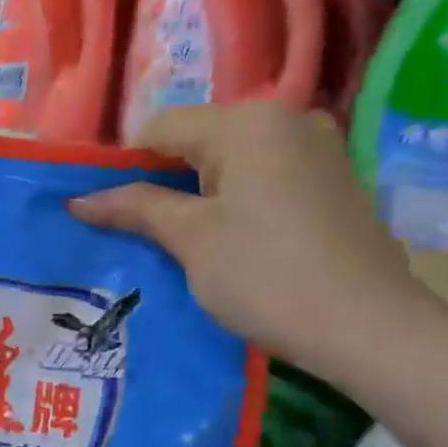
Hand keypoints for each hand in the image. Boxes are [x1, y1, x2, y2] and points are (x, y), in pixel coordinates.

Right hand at [70, 102, 434, 381]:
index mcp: (246, 122)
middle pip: (198, 139)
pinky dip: (236, 200)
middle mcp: (286, 119)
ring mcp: (317, 148)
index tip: (108, 210)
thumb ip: (134, 207)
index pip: (161, 128)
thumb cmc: (265, 276)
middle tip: (140, 230)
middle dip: (163, 181)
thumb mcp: (190, 239)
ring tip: (182, 240)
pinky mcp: (334, 180)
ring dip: (198, 193)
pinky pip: (265, 176)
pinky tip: (231, 240)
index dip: (125, 166)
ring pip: (232, 160)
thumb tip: (78, 199)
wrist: (368, 328)